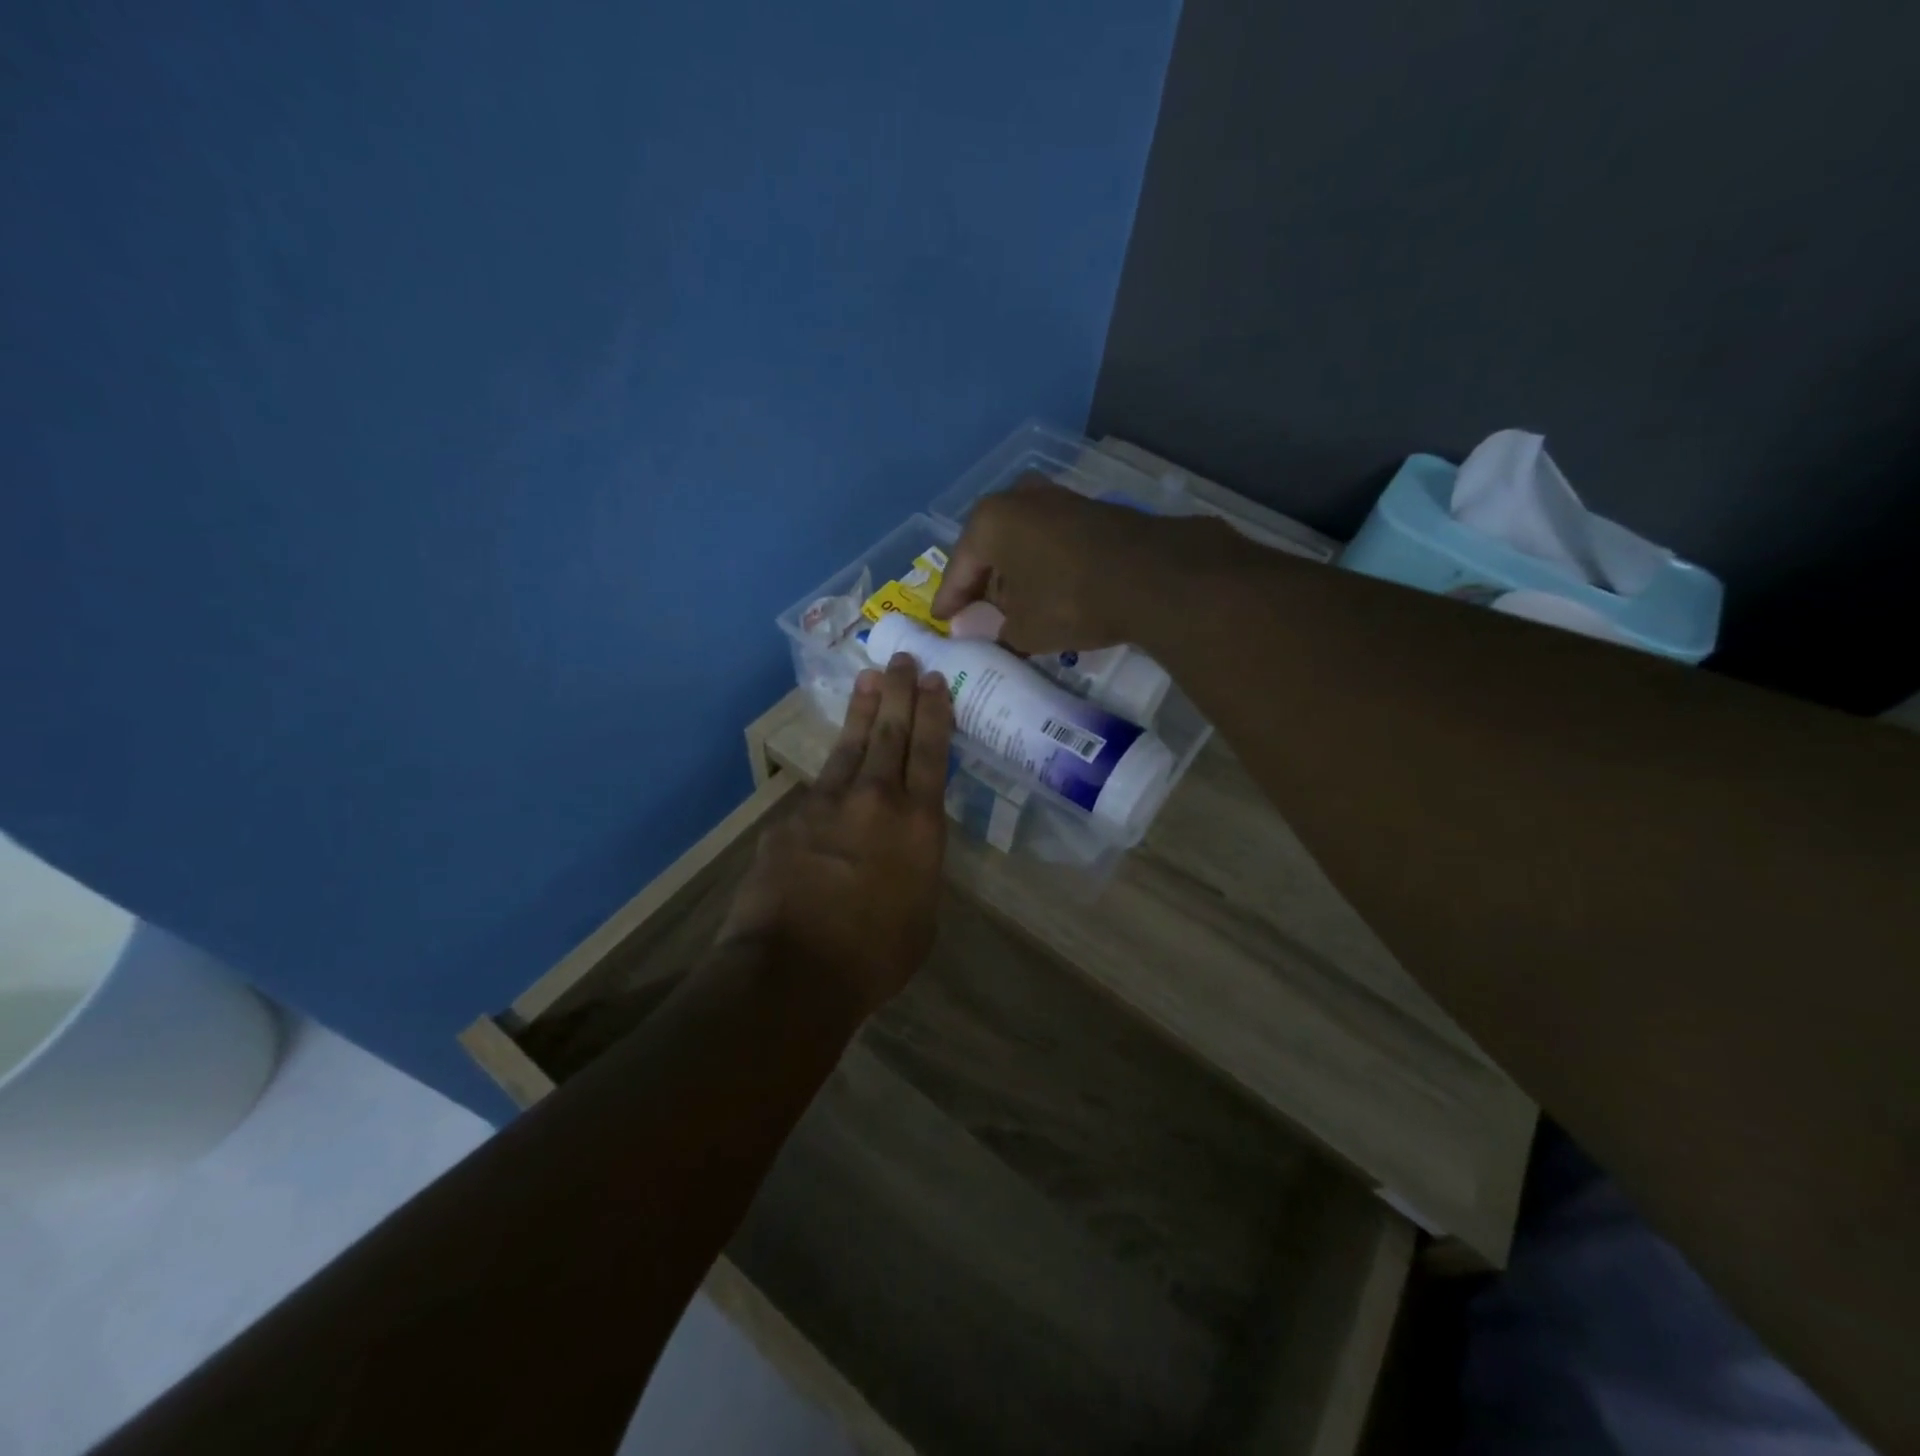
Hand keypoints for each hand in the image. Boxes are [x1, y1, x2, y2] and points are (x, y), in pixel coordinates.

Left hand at [718, 655, 952, 1017]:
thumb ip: (918, 868)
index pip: (932, 751)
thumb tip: (907, 850)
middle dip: (900, 691)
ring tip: (869, 679)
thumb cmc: (875, 956)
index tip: (935, 680)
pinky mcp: (791, 818)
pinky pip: (818, 788)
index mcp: (920, 823)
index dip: (935, 712)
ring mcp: (828, 803)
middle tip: (904, 659)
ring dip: (863, 710)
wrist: (793, 970)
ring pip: (851, 745)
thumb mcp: (922, 914)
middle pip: (891, 732)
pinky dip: (831, 774)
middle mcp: (877, 799)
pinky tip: (833, 772)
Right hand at [930, 475, 1192, 653]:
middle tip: (977, 615)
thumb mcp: (1023, 628)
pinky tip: (1046, 591)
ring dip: (1014, 574)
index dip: (950, 600)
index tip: (942, 620)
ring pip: (1021, 543)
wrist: (1153, 576)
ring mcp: (1058, 499)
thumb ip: (995, 630)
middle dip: (983, 584)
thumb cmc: (1070, 600)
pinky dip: (1042, 566)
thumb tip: (982, 632)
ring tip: (1013, 608)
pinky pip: (1049, 542)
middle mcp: (1019, 498)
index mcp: (990, 521)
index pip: (959, 568)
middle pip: (989, 549)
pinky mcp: (1089, 510)